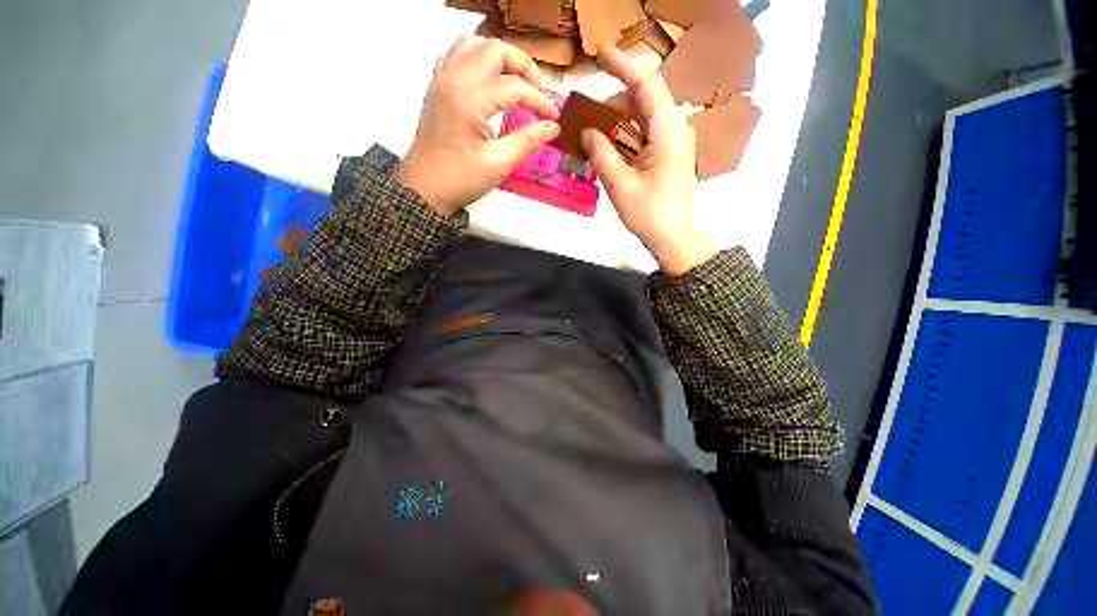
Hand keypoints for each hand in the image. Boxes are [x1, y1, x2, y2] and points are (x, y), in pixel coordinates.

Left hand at [396, 37, 560, 216]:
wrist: (424, 189)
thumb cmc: (460, 179)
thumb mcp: (498, 164)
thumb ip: (527, 141)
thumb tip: (553, 128)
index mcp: (469, 98)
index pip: (515, 86)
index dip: (540, 101)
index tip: (554, 118)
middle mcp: (453, 77)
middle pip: (496, 50)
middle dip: (524, 67)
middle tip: (539, 93)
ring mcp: (442, 78)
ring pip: (475, 45)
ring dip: (501, 58)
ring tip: (517, 82)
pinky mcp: (437, 86)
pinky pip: (459, 55)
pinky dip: (480, 60)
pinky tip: (490, 81)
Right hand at [581, 47, 715, 275]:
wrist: (673, 239)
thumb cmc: (649, 215)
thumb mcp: (620, 186)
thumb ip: (602, 154)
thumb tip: (587, 131)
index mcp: (668, 133)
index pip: (647, 85)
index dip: (623, 66)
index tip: (600, 55)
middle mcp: (675, 129)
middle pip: (644, 99)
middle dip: (613, 102)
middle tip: (587, 120)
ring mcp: (674, 141)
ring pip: (644, 116)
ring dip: (618, 120)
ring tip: (594, 135)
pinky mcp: (669, 153)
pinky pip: (645, 132)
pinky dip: (626, 134)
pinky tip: (609, 147)